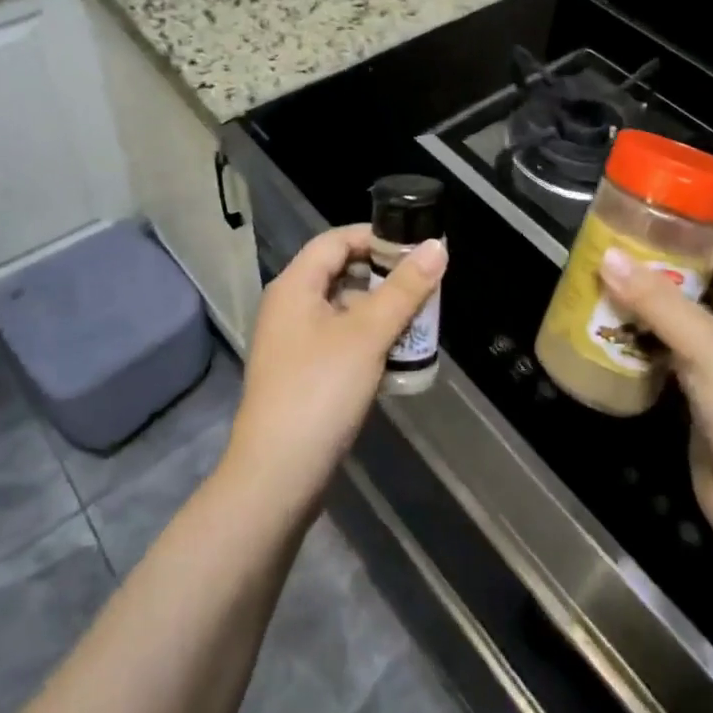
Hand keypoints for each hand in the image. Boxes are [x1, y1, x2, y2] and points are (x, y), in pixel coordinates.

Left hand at [223, 224, 446, 512]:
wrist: (276, 476)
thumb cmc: (320, 391)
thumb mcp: (368, 334)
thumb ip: (404, 289)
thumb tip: (436, 246)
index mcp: (295, 286)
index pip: (336, 240)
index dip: (375, 236)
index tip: (415, 246)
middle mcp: (288, 307)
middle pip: (339, 272)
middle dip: (383, 275)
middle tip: (423, 284)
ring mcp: (292, 343)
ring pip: (341, 309)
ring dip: (379, 309)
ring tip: (418, 318)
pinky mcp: (300, 374)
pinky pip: (338, 340)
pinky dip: (367, 338)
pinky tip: (395, 355)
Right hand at [599, 243, 712, 571]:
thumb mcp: (708, 349)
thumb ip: (657, 301)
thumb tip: (606, 256)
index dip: (692, 238)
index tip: (644, 221)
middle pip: (701, 289)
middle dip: (658, 273)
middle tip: (609, 254)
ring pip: (682, 325)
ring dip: (646, 310)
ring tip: (599, 286)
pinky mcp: (704, 400)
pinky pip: (670, 358)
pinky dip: (644, 345)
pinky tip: (609, 333)